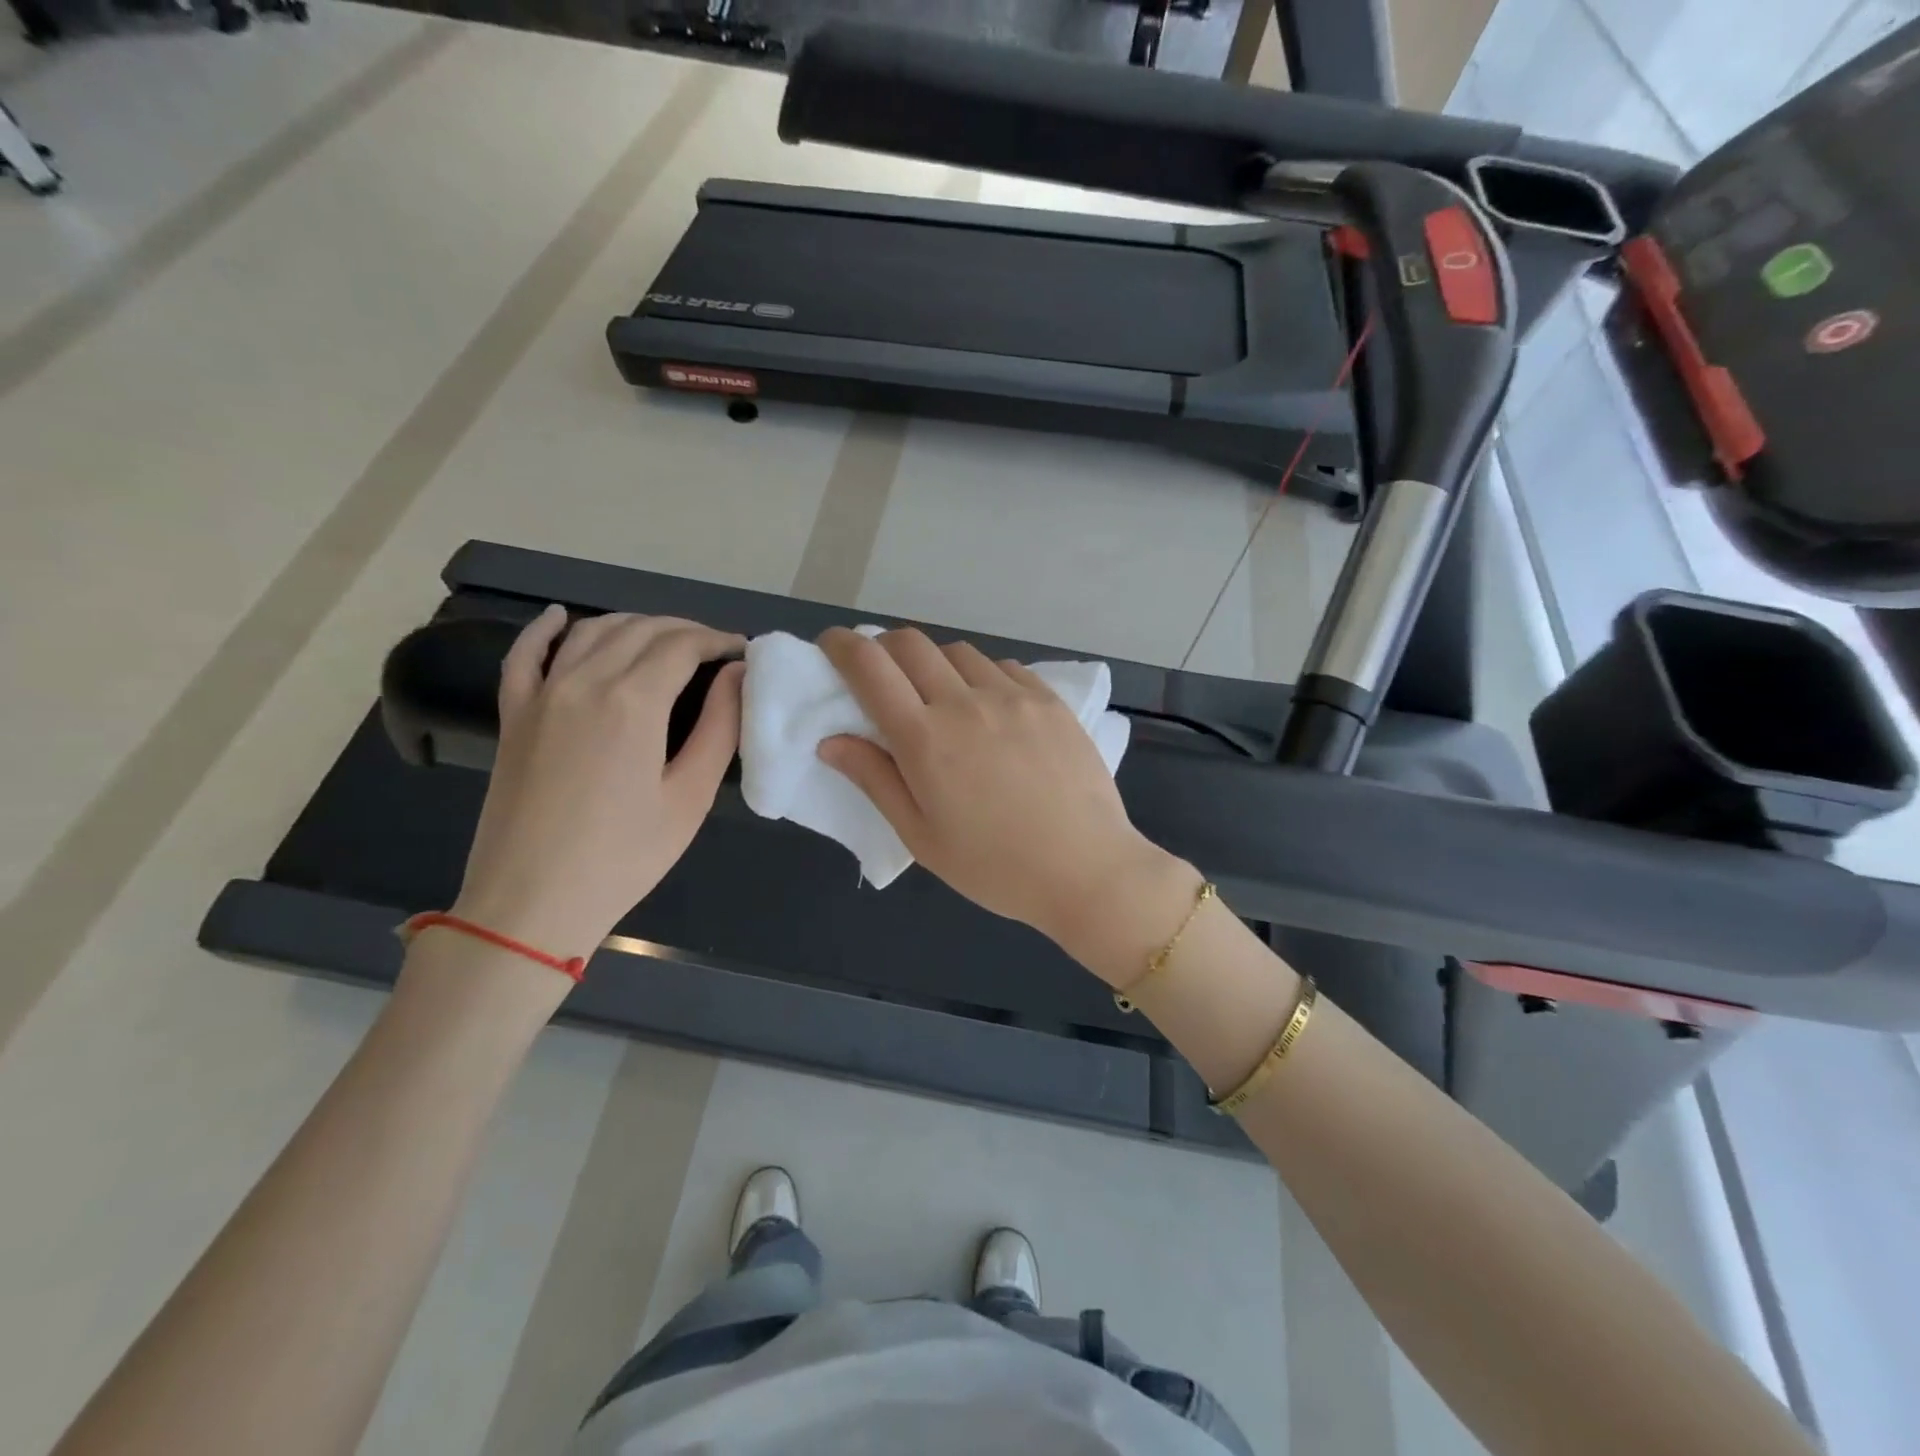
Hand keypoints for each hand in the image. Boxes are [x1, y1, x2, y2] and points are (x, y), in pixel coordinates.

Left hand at [451, 607, 744, 961]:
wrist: (531, 901)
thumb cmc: (624, 856)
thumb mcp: (689, 796)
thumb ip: (719, 727)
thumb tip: (736, 675)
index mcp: (633, 702)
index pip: (682, 645)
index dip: (717, 640)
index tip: (742, 652)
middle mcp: (584, 681)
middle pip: (641, 630)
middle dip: (685, 630)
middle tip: (715, 650)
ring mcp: (542, 694)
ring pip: (593, 632)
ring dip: (635, 625)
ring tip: (666, 640)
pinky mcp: (514, 715)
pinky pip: (526, 655)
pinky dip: (546, 629)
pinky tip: (561, 617)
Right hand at [816, 627, 1176, 949]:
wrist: (1086, 869)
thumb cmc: (995, 866)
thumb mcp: (921, 837)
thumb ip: (875, 780)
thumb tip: (831, 741)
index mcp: (925, 739)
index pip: (870, 667)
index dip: (842, 646)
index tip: (832, 646)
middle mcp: (965, 702)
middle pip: (911, 643)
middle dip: (883, 647)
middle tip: (881, 676)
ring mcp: (1013, 696)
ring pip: (958, 652)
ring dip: (933, 662)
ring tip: (938, 696)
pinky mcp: (1049, 700)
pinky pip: (1003, 667)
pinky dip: (980, 675)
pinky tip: (988, 707)